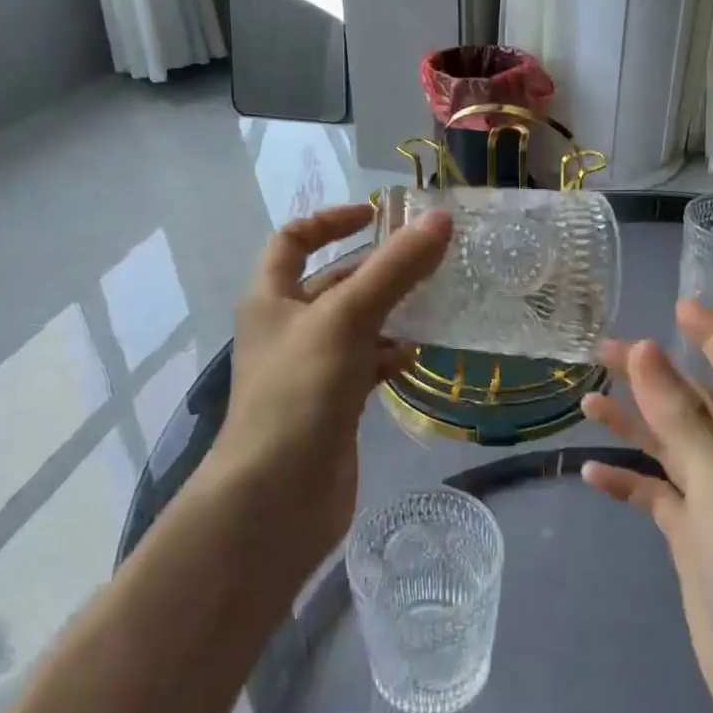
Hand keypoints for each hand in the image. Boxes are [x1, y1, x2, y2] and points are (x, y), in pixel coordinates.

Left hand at [211, 202, 451, 560]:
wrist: (277, 497)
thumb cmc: (300, 392)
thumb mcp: (347, 318)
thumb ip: (394, 269)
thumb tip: (440, 219)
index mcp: (271, 298)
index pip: (293, 240)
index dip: (330, 220)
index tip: (376, 215)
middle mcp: (286, 329)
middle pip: (332, 283)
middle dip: (375, 269)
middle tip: (426, 259)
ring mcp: (309, 370)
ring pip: (354, 326)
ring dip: (389, 312)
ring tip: (434, 303)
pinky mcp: (331, 406)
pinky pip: (364, 366)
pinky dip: (389, 356)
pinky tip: (418, 356)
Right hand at [582, 301, 712, 712]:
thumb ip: (681, 418)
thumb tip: (645, 349)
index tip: (679, 306)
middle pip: (690, 403)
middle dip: (652, 373)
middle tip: (602, 351)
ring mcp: (711, 505)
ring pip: (667, 448)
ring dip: (632, 422)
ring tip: (587, 403)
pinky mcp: (691, 542)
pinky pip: (653, 497)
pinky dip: (625, 482)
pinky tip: (592, 476)